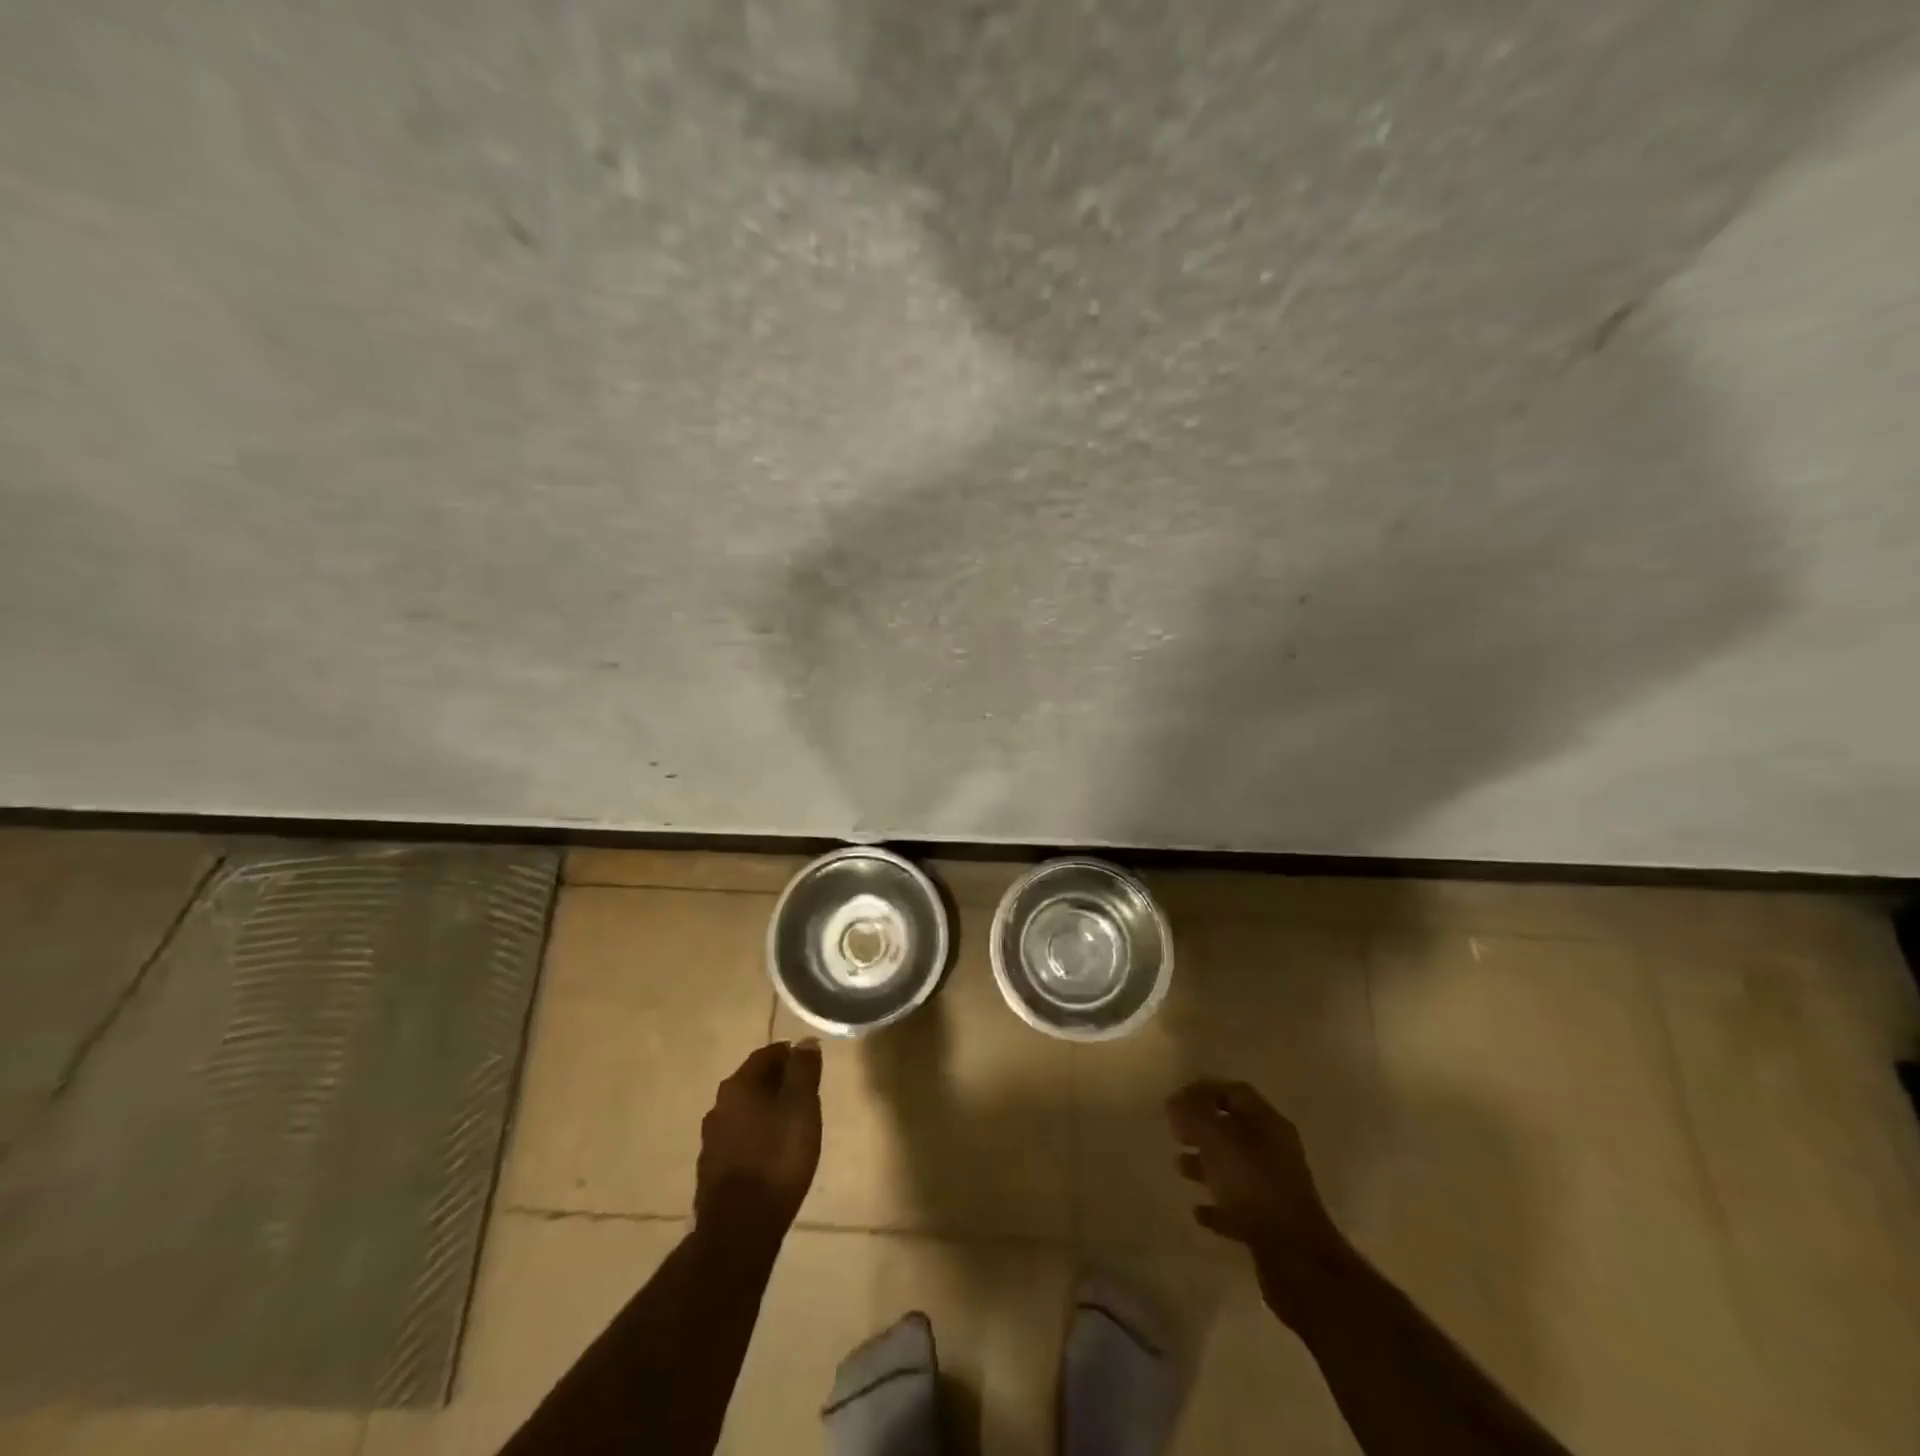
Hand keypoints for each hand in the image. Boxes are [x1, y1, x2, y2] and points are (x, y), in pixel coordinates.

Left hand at [695, 1040, 822, 1244]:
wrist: (739, 1229)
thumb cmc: (777, 1158)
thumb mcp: (801, 1107)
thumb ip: (803, 1071)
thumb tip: (805, 1041)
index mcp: (738, 1085)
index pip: (766, 1054)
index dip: (790, 1055)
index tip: (809, 1064)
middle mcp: (719, 1106)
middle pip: (753, 1082)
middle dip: (778, 1083)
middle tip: (804, 1093)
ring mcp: (711, 1140)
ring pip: (744, 1112)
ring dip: (766, 1111)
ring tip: (791, 1123)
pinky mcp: (711, 1170)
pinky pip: (739, 1140)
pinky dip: (756, 1137)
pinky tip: (772, 1153)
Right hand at [1167, 1078, 1349, 1318]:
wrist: (1296, 1260)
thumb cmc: (1254, 1188)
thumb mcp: (1218, 1142)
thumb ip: (1194, 1117)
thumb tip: (1175, 1100)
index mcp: (1268, 1124)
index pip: (1235, 1092)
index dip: (1205, 1090)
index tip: (1177, 1099)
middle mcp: (1274, 1151)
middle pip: (1234, 1128)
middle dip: (1202, 1127)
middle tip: (1175, 1132)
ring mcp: (1274, 1188)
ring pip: (1234, 1166)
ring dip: (1206, 1164)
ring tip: (1179, 1166)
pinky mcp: (1269, 1223)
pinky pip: (1238, 1205)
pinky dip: (1217, 1204)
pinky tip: (1198, 1211)